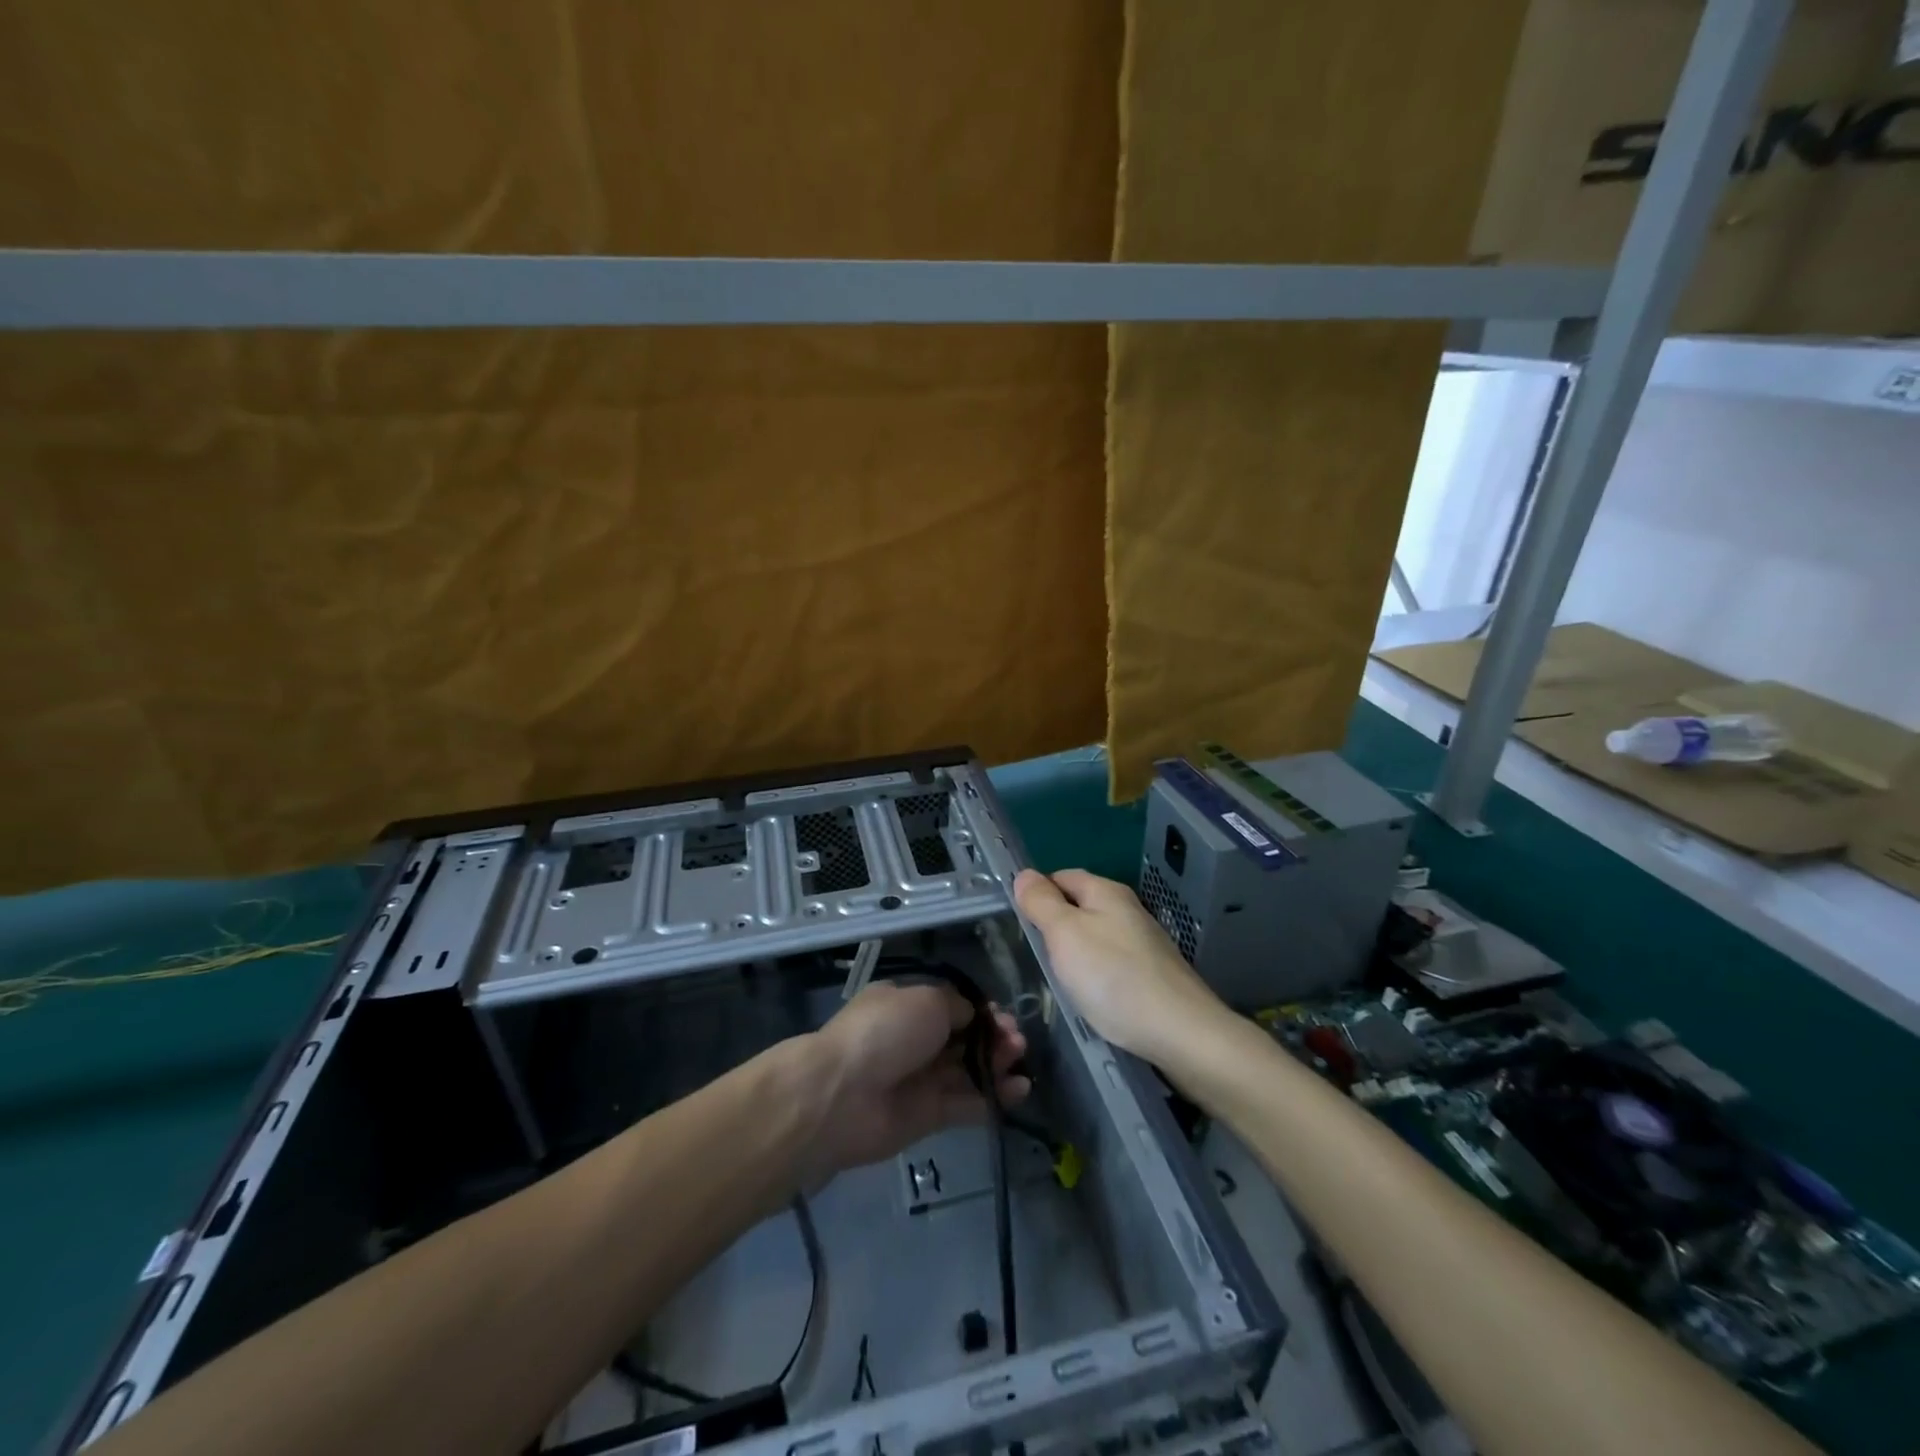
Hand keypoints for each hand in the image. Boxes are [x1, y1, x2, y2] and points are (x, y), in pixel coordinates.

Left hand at [806, 981, 1028, 1179]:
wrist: (843, 1095)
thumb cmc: (885, 1031)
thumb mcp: (927, 999)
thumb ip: (958, 1006)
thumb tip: (974, 1016)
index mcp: (907, 1004)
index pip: (952, 1006)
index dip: (981, 1011)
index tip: (1003, 1015)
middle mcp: (914, 1039)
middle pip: (964, 1038)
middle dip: (994, 1036)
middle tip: (1017, 1040)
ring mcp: (921, 1079)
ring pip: (968, 1069)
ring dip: (998, 1064)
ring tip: (1021, 1062)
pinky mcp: (928, 1116)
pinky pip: (967, 1103)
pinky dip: (993, 1097)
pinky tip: (1019, 1090)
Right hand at [1014, 868, 1227, 1064]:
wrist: (1180, 1031)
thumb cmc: (1113, 977)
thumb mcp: (1065, 934)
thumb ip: (1042, 903)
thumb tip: (1024, 874)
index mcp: (1106, 892)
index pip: (1061, 876)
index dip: (1038, 894)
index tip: (1018, 923)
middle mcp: (1128, 909)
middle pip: (1080, 906)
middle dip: (1055, 925)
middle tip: (1033, 954)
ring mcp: (1143, 942)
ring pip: (1096, 935)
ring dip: (1075, 951)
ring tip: (1057, 978)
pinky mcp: (1153, 972)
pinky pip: (1112, 962)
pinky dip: (1095, 973)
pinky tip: (1090, 995)